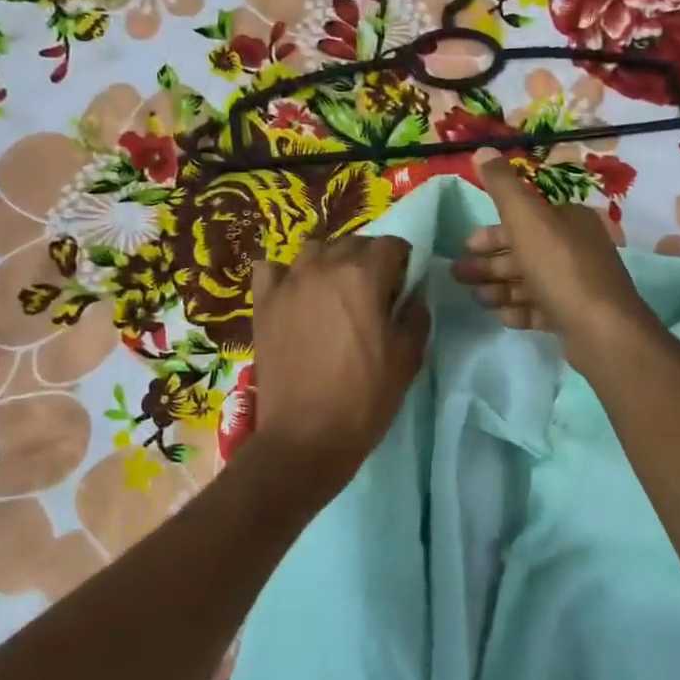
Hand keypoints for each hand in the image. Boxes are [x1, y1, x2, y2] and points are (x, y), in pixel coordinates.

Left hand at [249, 235, 430, 487]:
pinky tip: (295, 293)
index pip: (391, 245)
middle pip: (353, 243)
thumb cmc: (364, 398)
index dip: (403, 261)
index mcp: (363, 277)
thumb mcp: (408, 358)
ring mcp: (288, 283)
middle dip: (369, 259)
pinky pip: (271, 268)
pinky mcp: (263, 303)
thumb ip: (416, 315)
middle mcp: (323, 268)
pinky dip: (285, 273)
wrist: (306, 437)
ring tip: (335, 291)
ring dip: (330, 261)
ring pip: (314, 249)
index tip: (404, 284)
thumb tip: (413, 294)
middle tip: (374, 292)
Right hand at [451, 149, 659, 377]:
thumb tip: (482, 150)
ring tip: (476, 298)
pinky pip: (541, 309)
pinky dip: (520, 311)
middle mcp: (577, 248)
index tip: (466, 245)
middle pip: (524, 251)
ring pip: (530, 281)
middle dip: (490, 263)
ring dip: (500, 288)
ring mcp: (578, 285)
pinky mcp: (576, 317)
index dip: (492, 232)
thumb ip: (502, 186)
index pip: (525, 220)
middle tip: (459, 275)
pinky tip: (502, 317)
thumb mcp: (526, 218)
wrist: (601, 330)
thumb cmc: (559, 267)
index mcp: (569, 220)